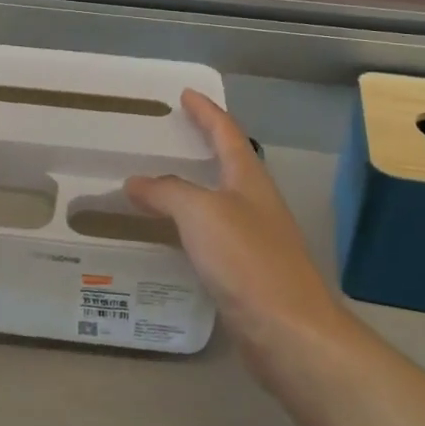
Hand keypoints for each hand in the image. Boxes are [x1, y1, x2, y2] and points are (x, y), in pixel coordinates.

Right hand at [127, 91, 353, 371]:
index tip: (186, 94)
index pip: (227, 133)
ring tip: (156, 186)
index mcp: (250, 180)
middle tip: (167, 137)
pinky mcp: (246, 273)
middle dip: (201, 146)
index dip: (207, 112)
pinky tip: (167, 240)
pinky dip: (187, 229)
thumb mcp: (202, 214)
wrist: (288, 331)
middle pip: (228, 165)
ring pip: (218, 203)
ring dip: (191, 190)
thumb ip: (167, 192)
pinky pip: (210, 238)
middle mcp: (255, 204)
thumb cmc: (248, 261)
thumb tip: (136, 182)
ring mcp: (254, 240)